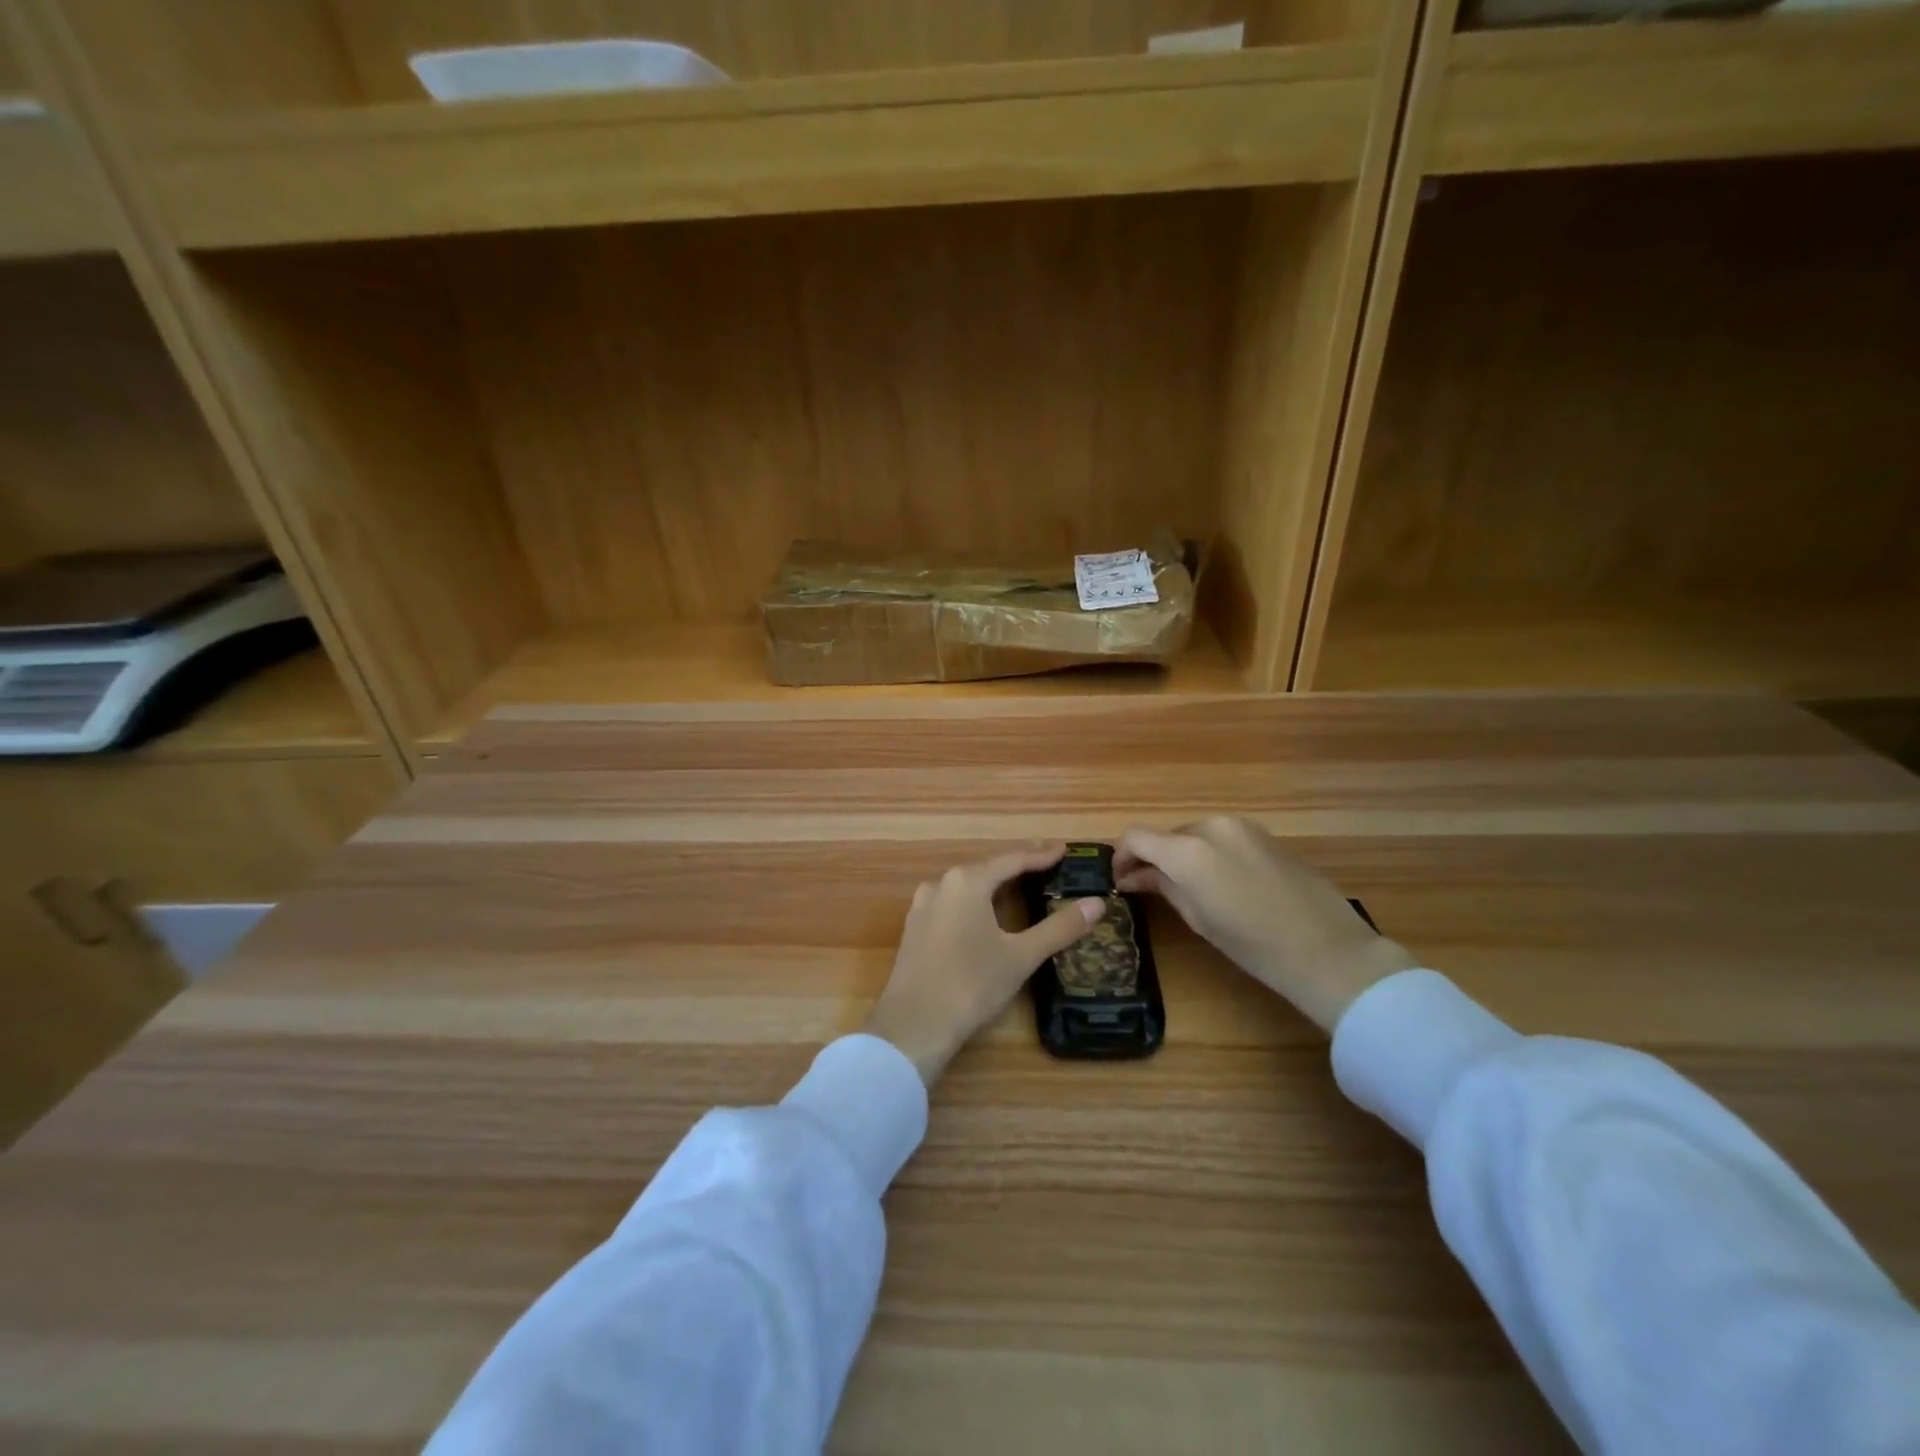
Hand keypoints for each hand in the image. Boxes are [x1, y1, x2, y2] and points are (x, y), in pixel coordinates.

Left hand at [865, 843, 1104, 1085]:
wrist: (912, 1027)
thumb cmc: (971, 985)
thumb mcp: (1021, 956)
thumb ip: (1059, 928)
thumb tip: (1097, 904)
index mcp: (966, 881)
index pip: (1012, 859)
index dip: (1041, 855)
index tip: (1065, 850)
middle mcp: (941, 884)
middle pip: (988, 867)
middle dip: (1019, 865)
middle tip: (1049, 863)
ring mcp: (923, 905)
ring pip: (968, 885)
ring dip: (996, 882)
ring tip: (1023, 883)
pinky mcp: (915, 927)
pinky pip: (953, 902)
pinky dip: (976, 901)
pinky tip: (987, 912)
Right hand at [1114, 817, 1418, 1032]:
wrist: (1327, 950)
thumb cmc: (1254, 946)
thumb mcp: (1198, 919)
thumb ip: (1163, 887)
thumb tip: (1134, 877)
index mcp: (1188, 850)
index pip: (1136, 836)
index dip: (1121, 856)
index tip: (1121, 880)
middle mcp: (1211, 827)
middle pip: (1166, 835)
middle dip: (1154, 858)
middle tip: (1151, 889)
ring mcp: (1242, 826)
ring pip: (1195, 834)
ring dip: (1183, 855)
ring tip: (1189, 889)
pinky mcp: (1265, 835)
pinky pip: (1223, 838)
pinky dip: (1210, 853)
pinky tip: (1223, 884)